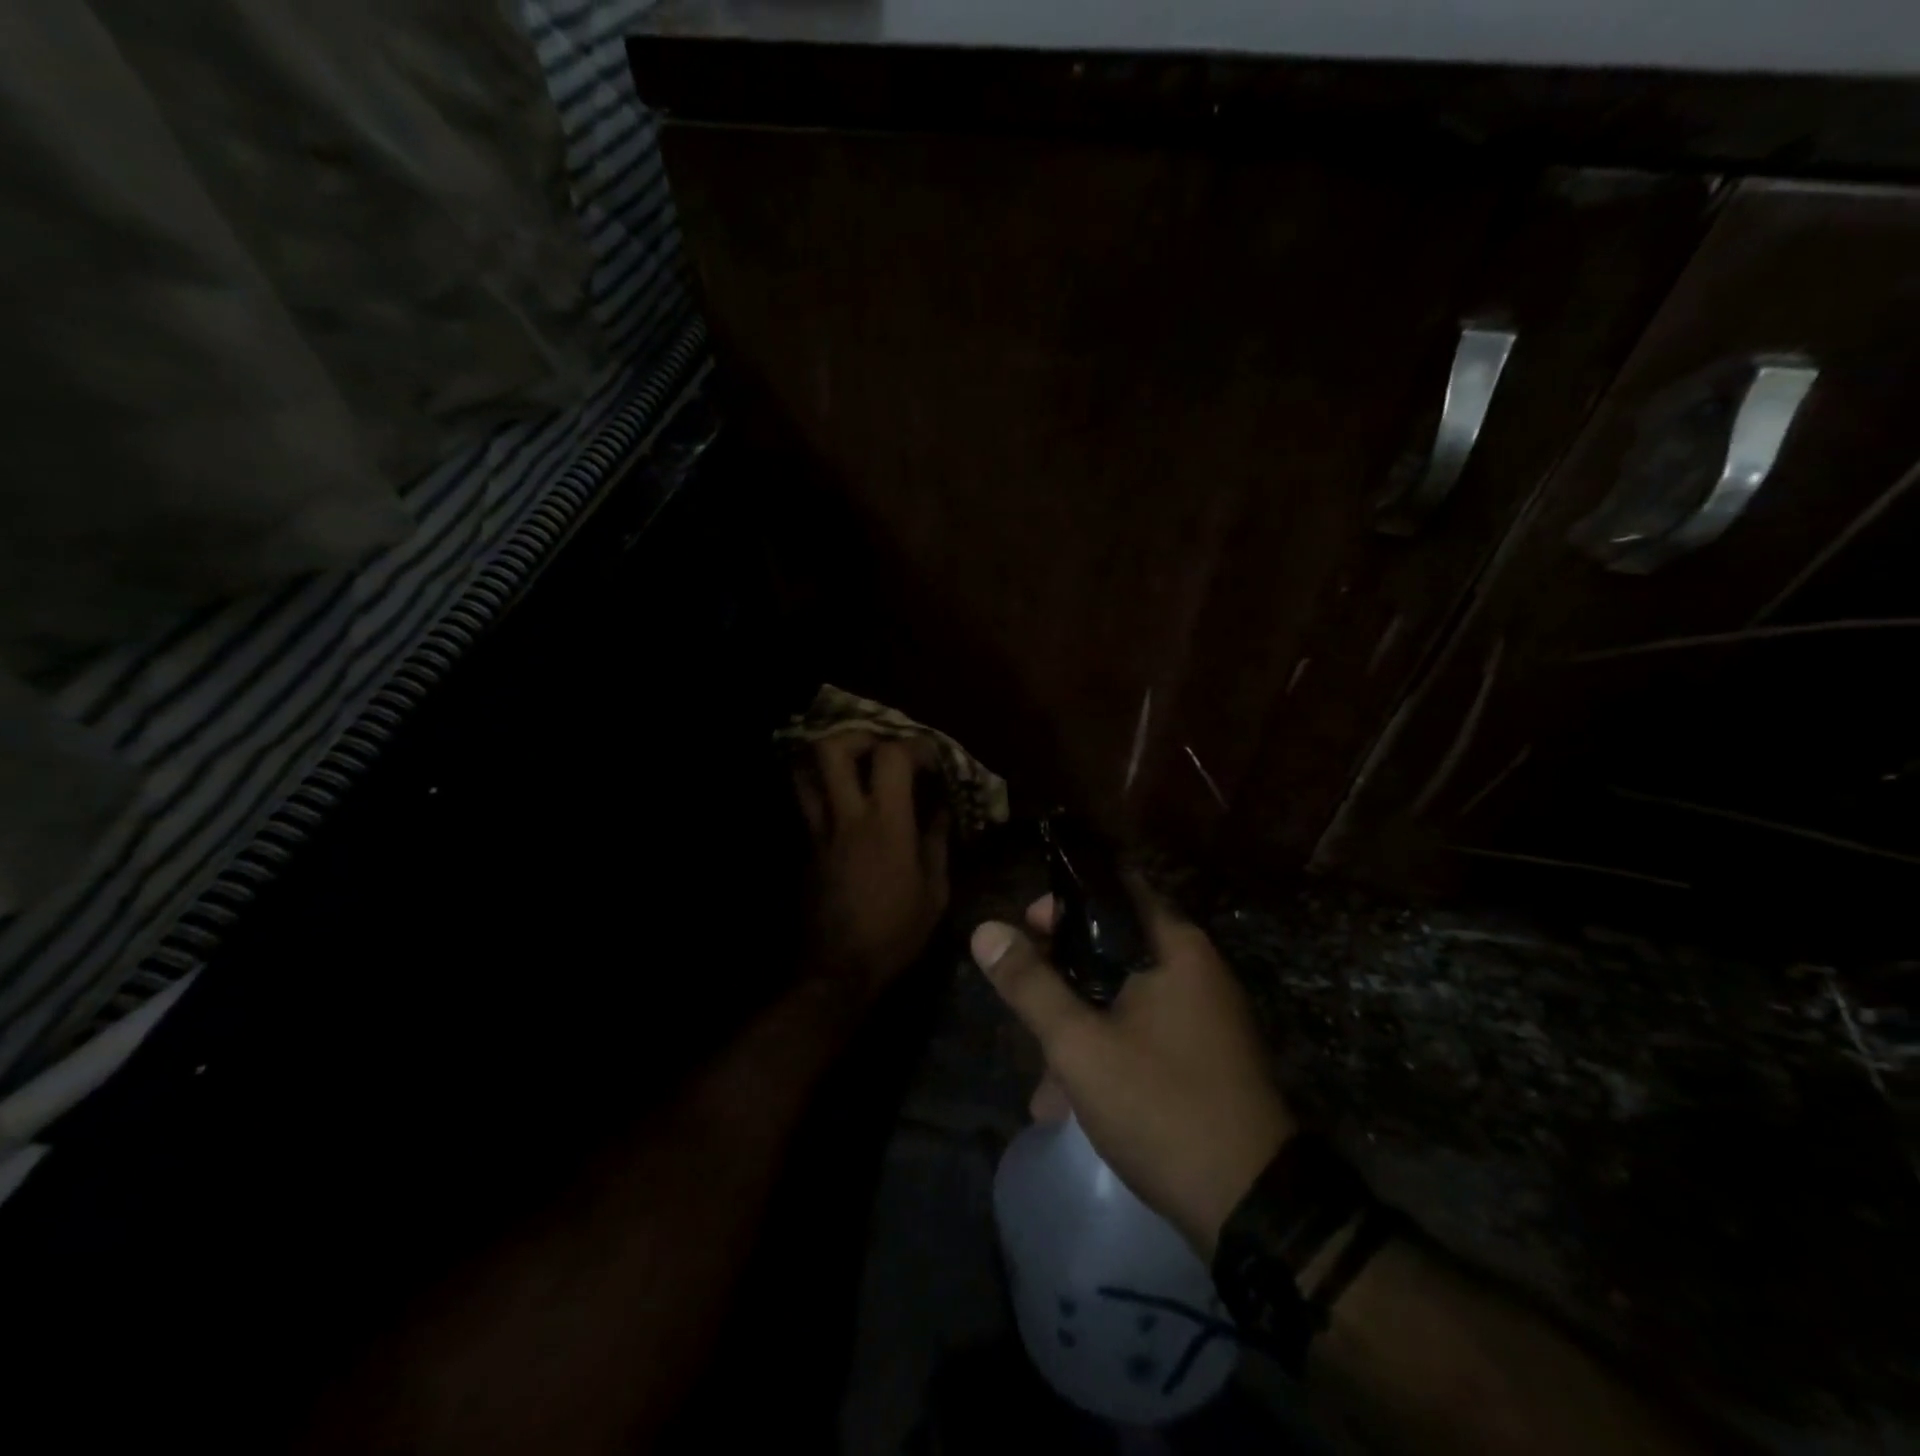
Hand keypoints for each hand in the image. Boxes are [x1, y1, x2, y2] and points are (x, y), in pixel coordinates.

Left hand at [794, 732, 950, 1001]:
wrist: (840, 969)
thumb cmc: (896, 932)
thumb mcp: (934, 891)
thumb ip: (937, 842)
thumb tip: (942, 810)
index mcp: (886, 825)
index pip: (891, 757)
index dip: (913, 745)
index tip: (930, 756)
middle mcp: (848, 817)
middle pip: (831, 750)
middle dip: (856, 736)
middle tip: (879, 747)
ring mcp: (820, 831)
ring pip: (806, 772)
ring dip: (829, 760)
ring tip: (854, 766)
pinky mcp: (807, 847)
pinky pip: (808, 803)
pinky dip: (824, 790)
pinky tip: (846, 803)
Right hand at [971, 890, 1295, 1258]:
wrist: (1252, 1208)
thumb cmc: (1161, 1106)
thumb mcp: (1081, 1045)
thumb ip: (1030, 984)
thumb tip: (985, 930)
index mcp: (1175, 947)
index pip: (1116, 888)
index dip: (1066, 898)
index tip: (1026, 925)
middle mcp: (1194, 969)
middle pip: (1114, 944)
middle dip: (1061, 971)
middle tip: (1022, 993)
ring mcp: (1202, 1015)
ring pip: (1122, 995)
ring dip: (1077, 1023)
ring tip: (1040, 1078)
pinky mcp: (1202, 1056)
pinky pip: (1141, 1031)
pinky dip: (1105, 1050)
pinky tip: (1068, 1102)